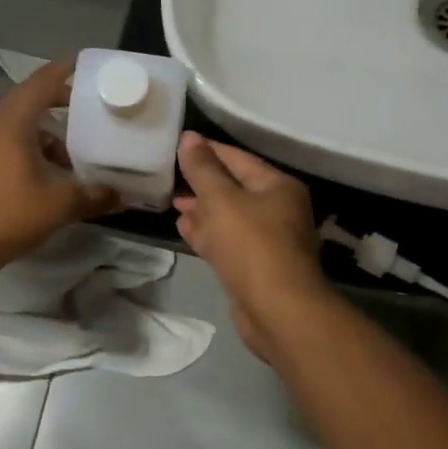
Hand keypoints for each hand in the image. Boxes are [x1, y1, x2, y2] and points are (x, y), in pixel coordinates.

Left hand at [0, 58, 119, 272]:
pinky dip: (34, 147)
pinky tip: (54, 171)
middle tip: (93, 107)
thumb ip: (95, 195)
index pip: (42, 81)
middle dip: (62, 101)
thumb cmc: (8, 214)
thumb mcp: (59, 204)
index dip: (66, 70)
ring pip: (21, 124)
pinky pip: (11, 142)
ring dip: (49, 131)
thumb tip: (124, 196)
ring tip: (79, 146)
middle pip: (31, 99)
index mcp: (11, 121)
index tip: (90, 66)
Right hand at [173, 132, 326, 357]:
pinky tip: (185, 229)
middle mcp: (278, 210)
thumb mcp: (221, 199)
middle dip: (202, 183)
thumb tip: (189, 137)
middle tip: (170, 176)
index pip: (237, 158)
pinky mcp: (255, 267)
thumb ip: (203, 168)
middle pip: (234, 187)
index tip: (178, 145)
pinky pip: (227, 241)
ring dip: (202, 210)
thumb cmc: (251, 245)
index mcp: (277, 186)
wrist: (277, 310)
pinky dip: (207, 233)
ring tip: (172, 202)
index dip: (207, 150)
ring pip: (229, 217)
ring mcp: (268, 241)